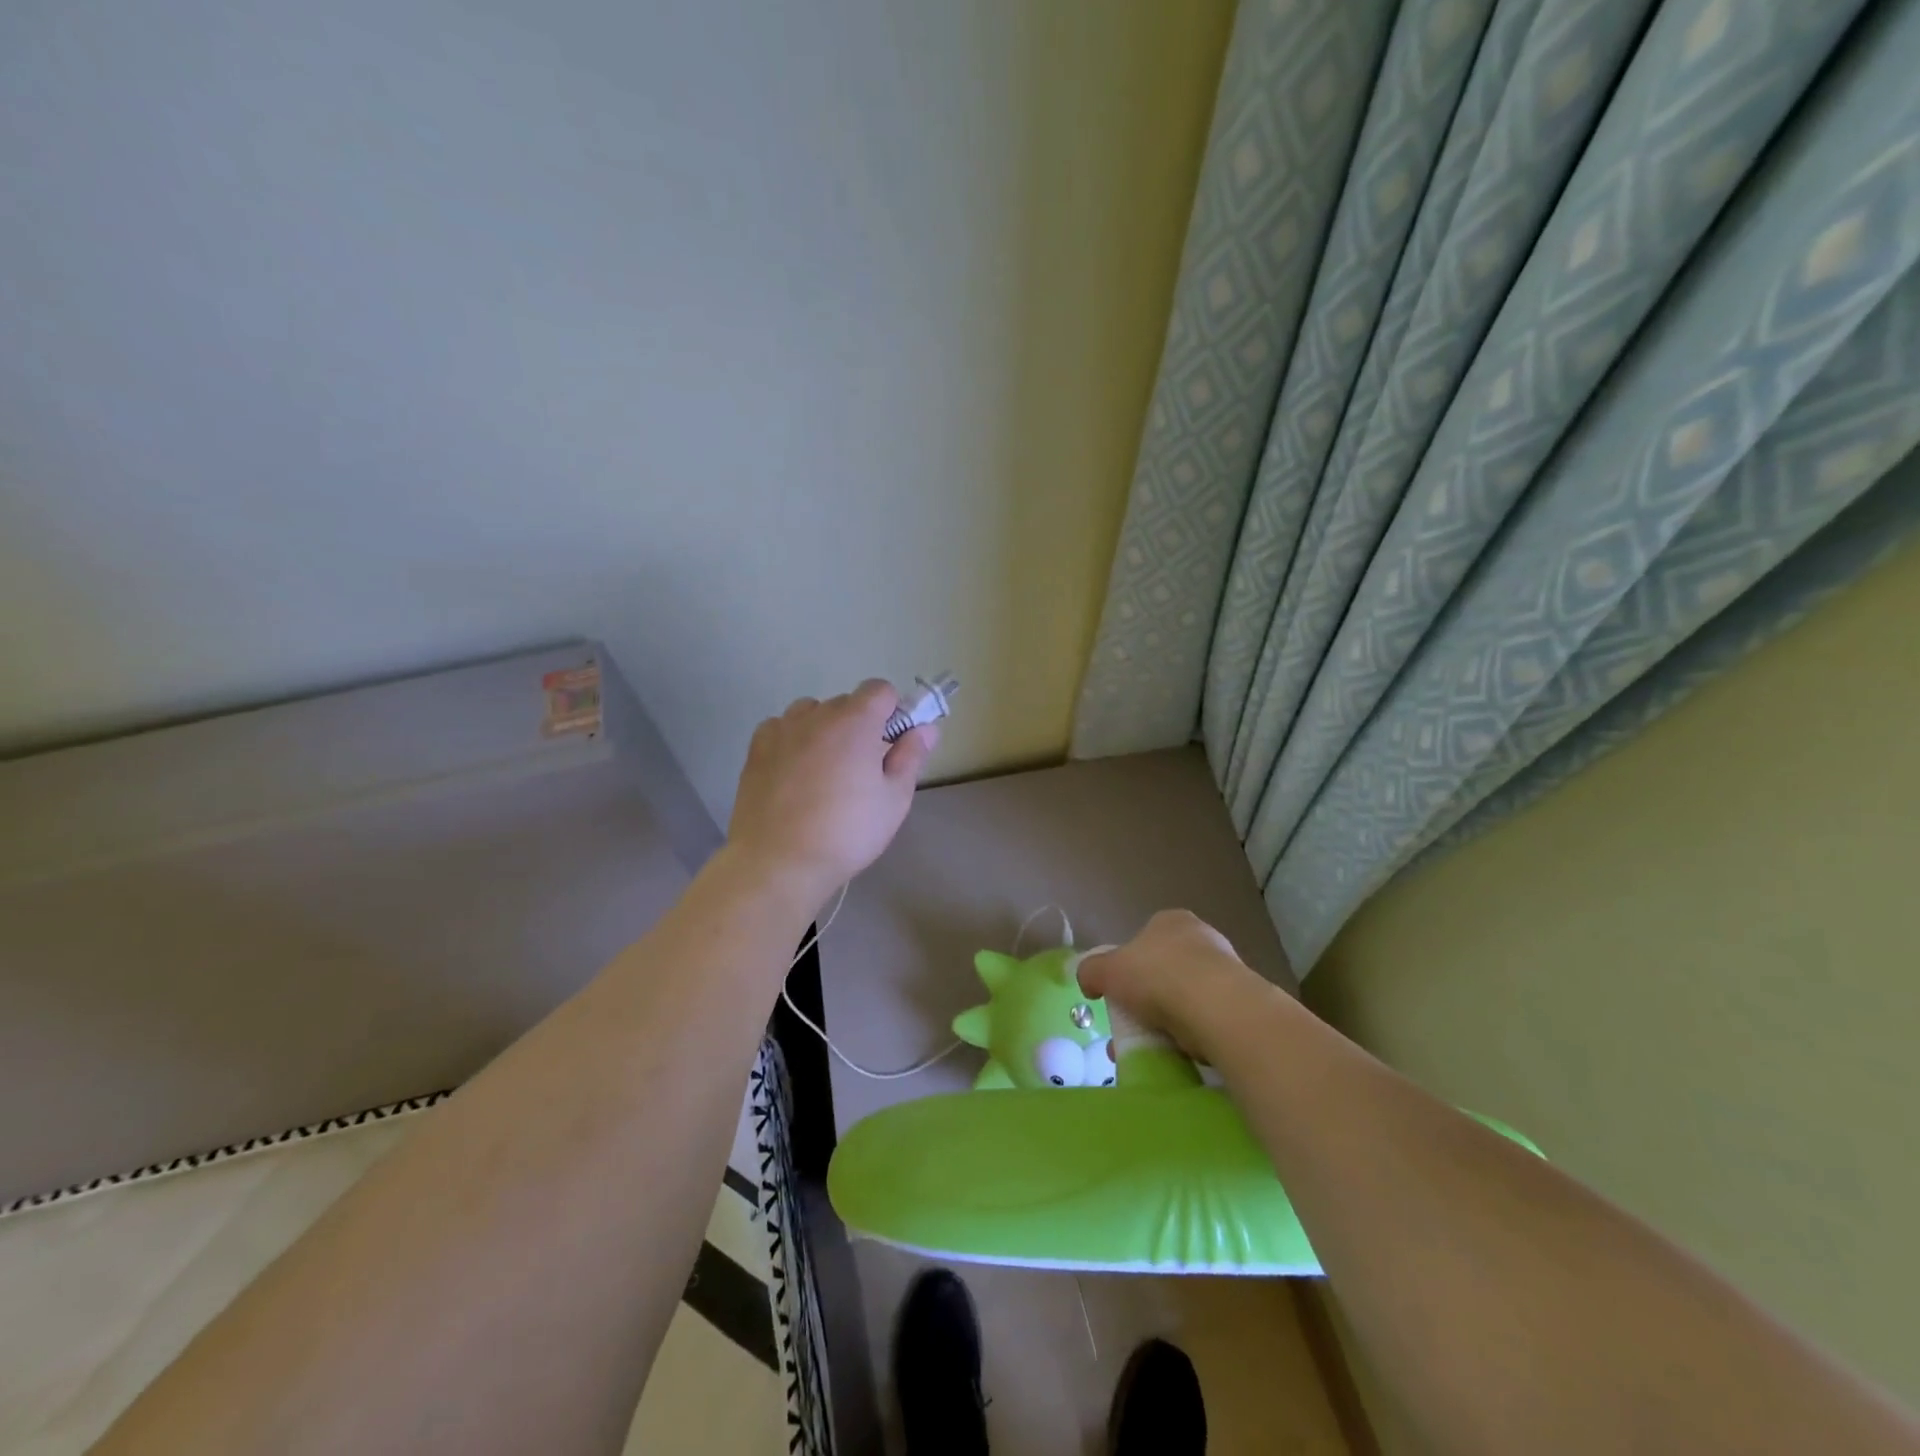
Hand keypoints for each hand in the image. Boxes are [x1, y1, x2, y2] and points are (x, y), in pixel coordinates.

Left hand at [727, 680, 937, 898]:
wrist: (779, 862)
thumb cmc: (846, 832)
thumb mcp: (894, 800)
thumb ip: (911, 757)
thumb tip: (926, 728)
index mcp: (855, 721)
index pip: (879, 689)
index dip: (891, 711)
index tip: (892, 743)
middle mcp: (816, 715)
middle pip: (845, 702)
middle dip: (859, 725)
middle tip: (862, 768)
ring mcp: (782, 730)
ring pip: (810, 713)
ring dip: (823, 729)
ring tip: (824, 770)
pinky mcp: (756, 749)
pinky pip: (781, 728)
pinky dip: (792, 740)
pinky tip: (794, 773)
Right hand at [1076, 909, 1277, 1063]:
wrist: (1216, 1007)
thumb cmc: (1157, 976)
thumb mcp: (1107, 970)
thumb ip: (1091, 971)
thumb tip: (1087, 980)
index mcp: (1170, 921)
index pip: (1146, 938)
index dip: (1129, 965)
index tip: (1120, 992)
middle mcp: (1202, 938)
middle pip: (1166, 969)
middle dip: (1148, 997)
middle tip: (1133, 1023)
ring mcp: (1226, 970)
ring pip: (1187, 997)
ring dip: (1169, 1020)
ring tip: (1152, 1046)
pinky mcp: (1241, 1003)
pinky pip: (1207, 1019)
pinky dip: (1192, 1035)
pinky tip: (1179, 1052)